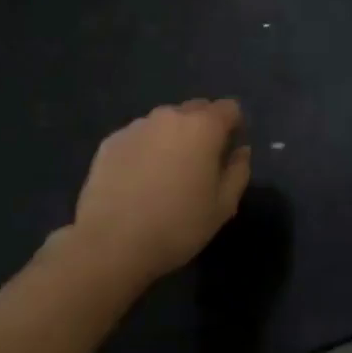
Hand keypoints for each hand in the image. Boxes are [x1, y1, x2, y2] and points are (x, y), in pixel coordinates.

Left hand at [71, 99, 251, 288]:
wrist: (110, 244)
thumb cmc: (177, 225)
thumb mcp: (223, 206)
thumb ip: (239, 171)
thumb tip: (240, 151)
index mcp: (204, 126)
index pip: (229, 108)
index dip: (234, 127)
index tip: (228, 152)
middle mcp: (171, 116)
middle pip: (196, 110)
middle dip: (203, 129)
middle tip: (199, 164)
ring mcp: (137, 126)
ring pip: (165, 122)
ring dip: (172, 138)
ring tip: (165, 173)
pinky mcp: (110, 142)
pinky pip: (138, 137)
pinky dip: (144, 149)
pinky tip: (138, 180)